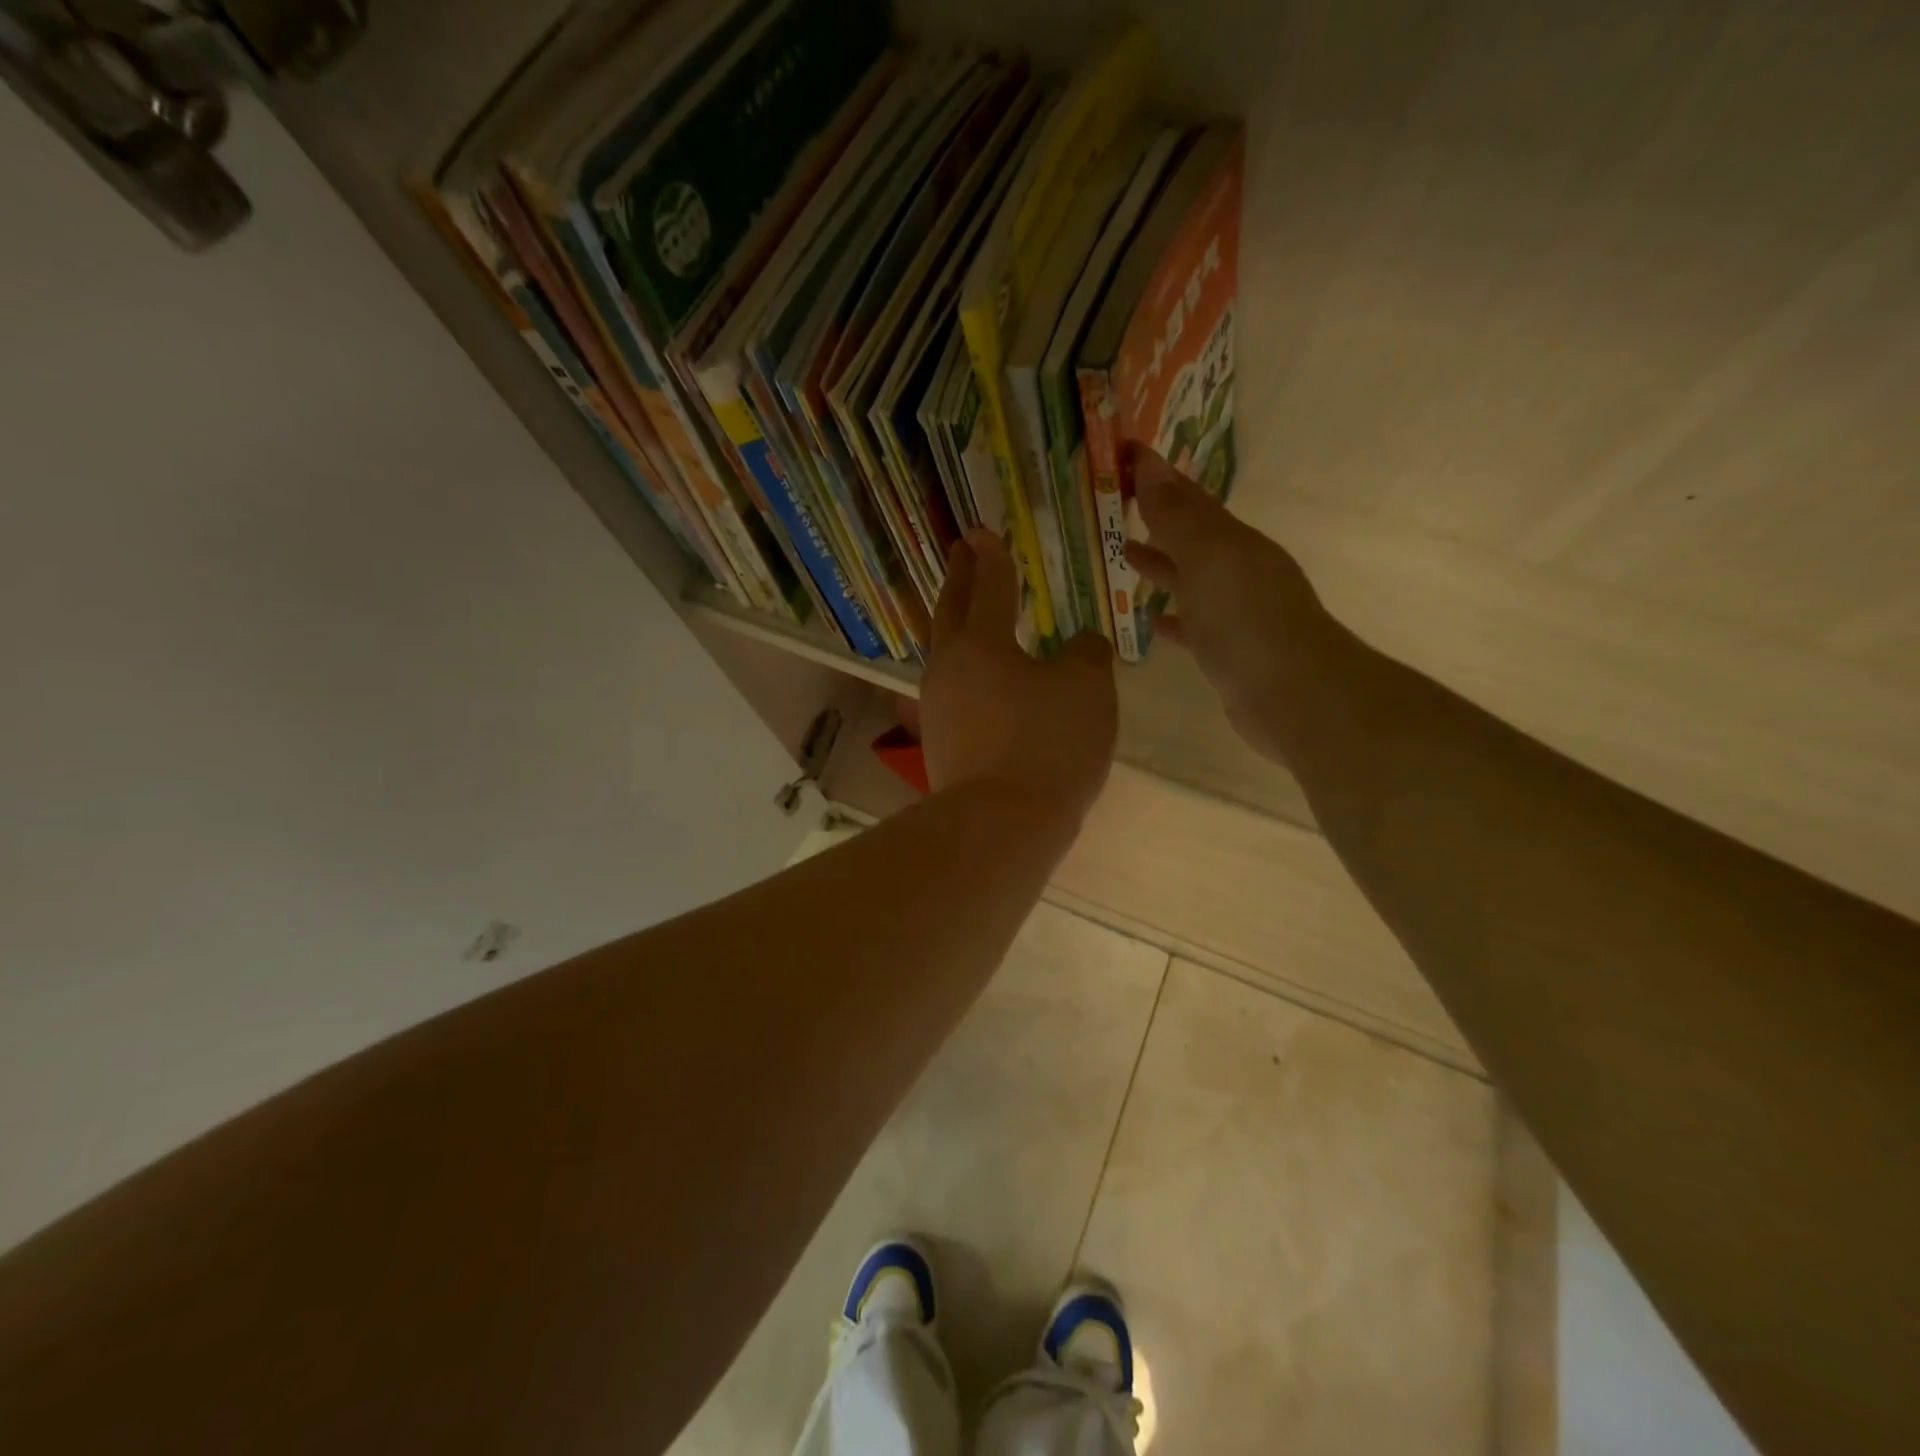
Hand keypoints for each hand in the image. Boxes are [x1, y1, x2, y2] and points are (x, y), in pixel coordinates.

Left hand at [921, 530, 1116, 823]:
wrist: (1002, 825)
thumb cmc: (1047, 744)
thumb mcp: (1087, 689)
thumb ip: (1088, 654)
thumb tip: (1082, 645)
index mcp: (980, 644)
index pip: (988, 587)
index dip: (990, 558)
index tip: (982, 532)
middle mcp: (948, 669)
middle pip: (950, 613)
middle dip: (959, 579)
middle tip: (962, 552)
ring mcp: (938, 710)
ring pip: (946, 655)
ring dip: (958, 628)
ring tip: (971, 616)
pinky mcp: (941, 746)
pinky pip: (954, 693)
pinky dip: (968, 674)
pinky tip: (985, 685)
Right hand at [1123, 445, 1338, 764]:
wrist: (1292, 694)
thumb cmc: (1244, 619)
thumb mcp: (1208, 557)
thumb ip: (1177, 516)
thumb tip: (1151, 463)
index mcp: (1234, 542)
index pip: (1189, 499)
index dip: (1156, 478)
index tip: (1121, 460)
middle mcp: (1239, 571)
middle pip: (1191, 537)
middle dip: (1157, 519)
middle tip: (1114, 507)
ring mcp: (1236, 613)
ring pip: (1191, 579)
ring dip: (1162, 565)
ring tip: (1124, 556)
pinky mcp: (1229, 652)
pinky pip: (1193, 625)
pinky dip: (1173, 617)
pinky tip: (1151, 620)